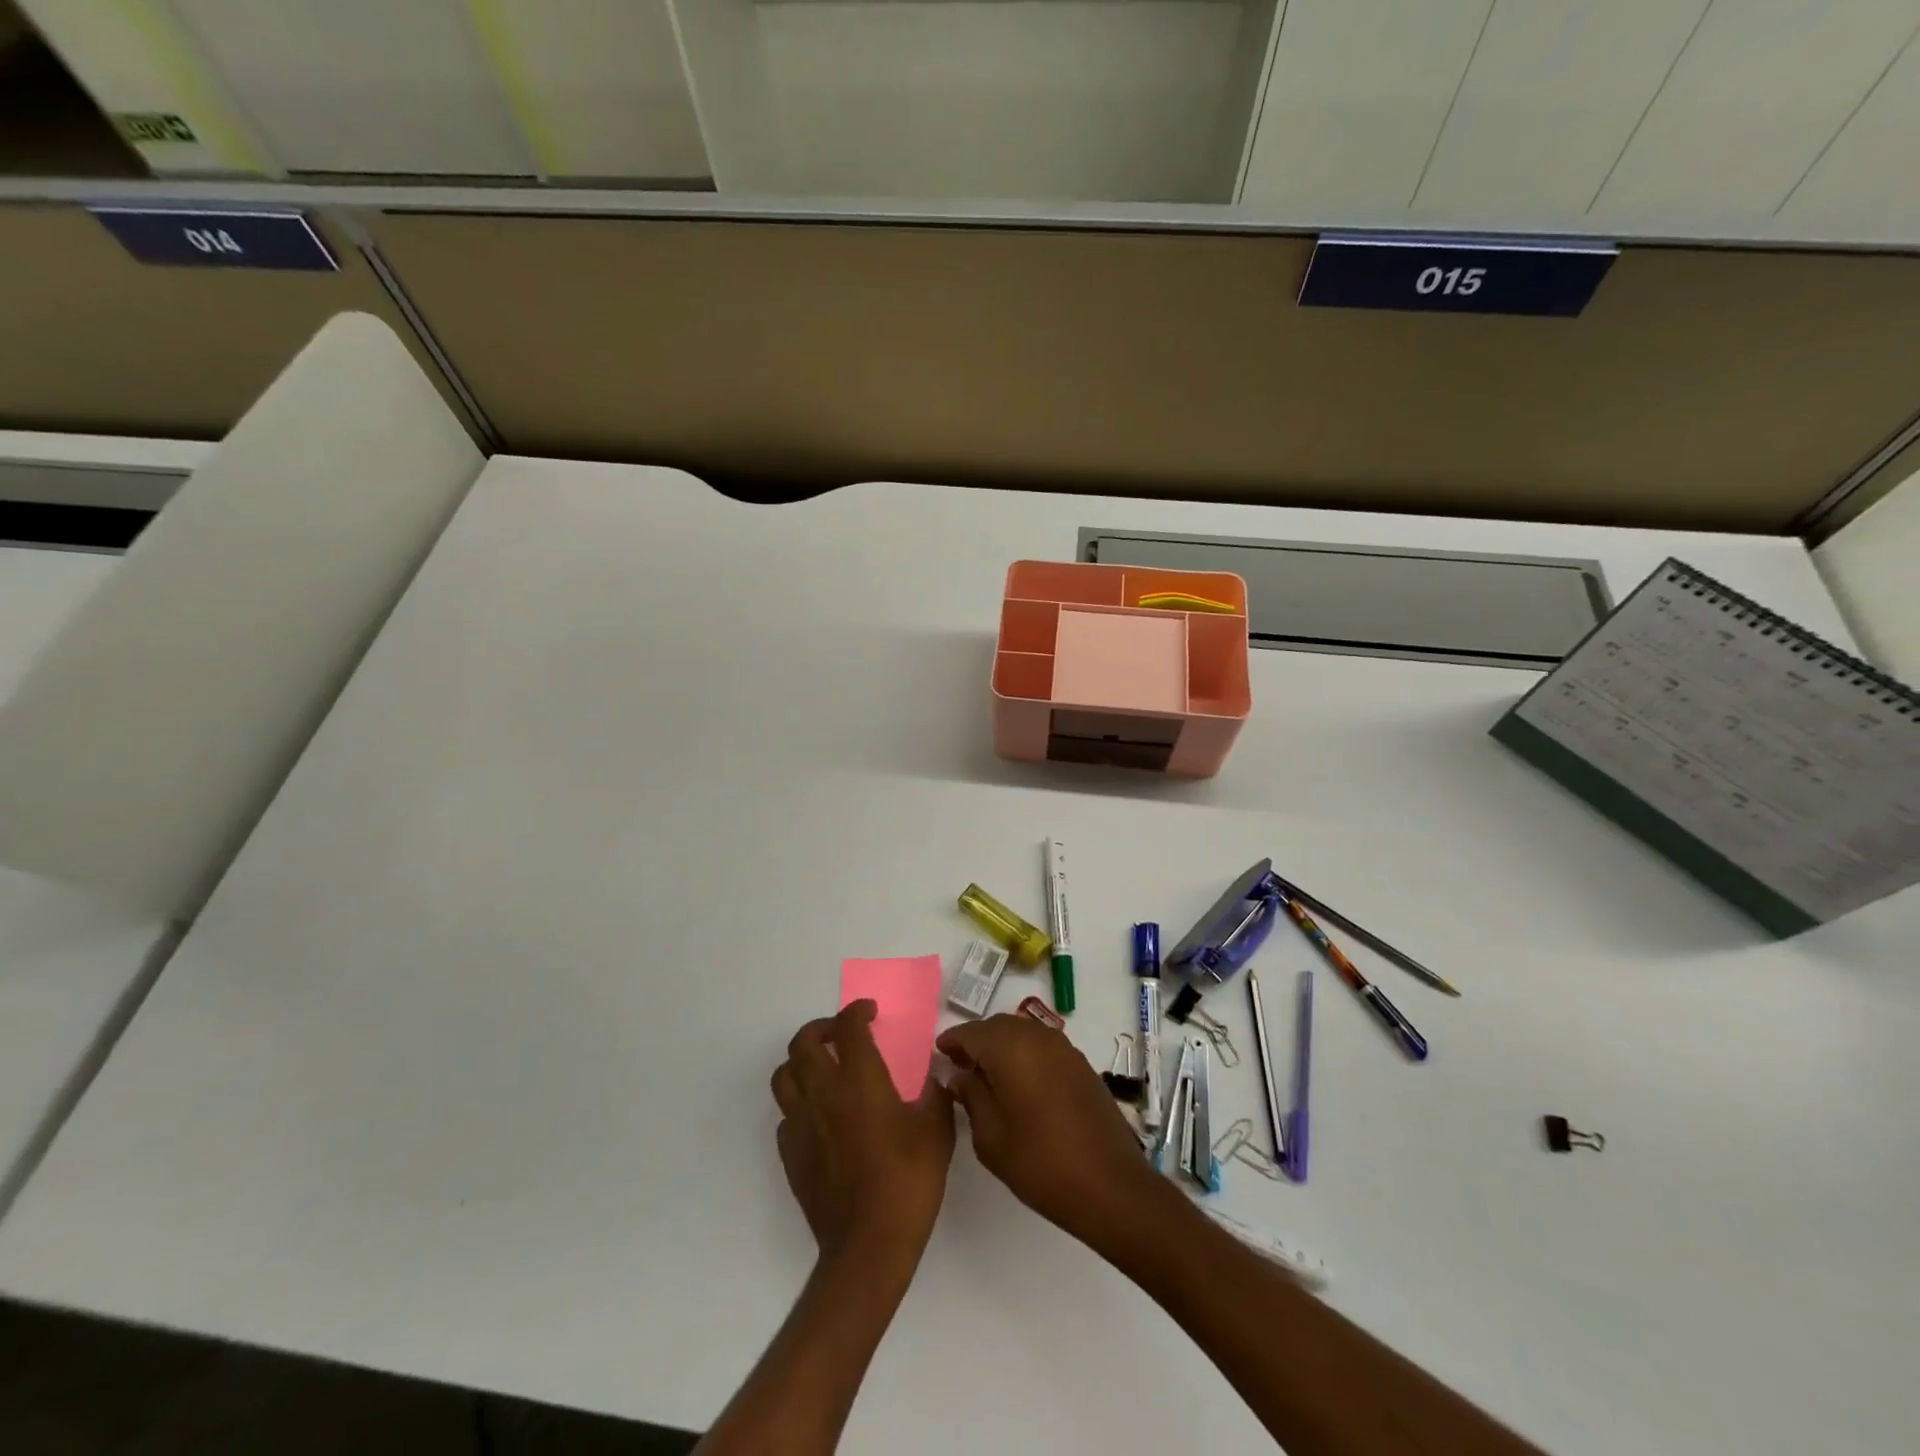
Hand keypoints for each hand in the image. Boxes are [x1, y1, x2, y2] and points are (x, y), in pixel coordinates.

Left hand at [771, 1001, 955, 1267]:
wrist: (868, 1247)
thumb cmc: (908, 1183)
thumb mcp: (937, 1133)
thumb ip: (934, 1095)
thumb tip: (932, 1077)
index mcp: (859, 1080)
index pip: (848, 1027)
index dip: (857, 1011)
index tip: (869, 1012)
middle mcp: (823, 1093)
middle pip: (804, 1042)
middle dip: (822, 1028)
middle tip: (842, 1033)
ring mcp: (801, 1124)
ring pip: (784, 1075)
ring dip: (801, 1061)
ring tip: (822, 1066)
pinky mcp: (791, 1154)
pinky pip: (786, 1114)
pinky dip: (798, 1102)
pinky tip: (819, 1114)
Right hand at [937, 1014, 1173, 1259]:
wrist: (1110, 1185)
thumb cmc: (1040, 1163)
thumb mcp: (990, 1137)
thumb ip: (970, 1096)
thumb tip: (958, 1074)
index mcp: (1010, 1048)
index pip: (971, 1032)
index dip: (952, 1042)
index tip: (939, 1056)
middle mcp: (1037, 1037)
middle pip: (997, 1026)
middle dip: (977, 1041)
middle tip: (959, 1067)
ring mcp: (1064, 1048)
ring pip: (1022, 1033)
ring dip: (1002, 1046)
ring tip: (987, 1077)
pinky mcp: (1081, 1064)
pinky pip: (1042, 1047)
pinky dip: (1025, 1055)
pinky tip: (1020, 1084)